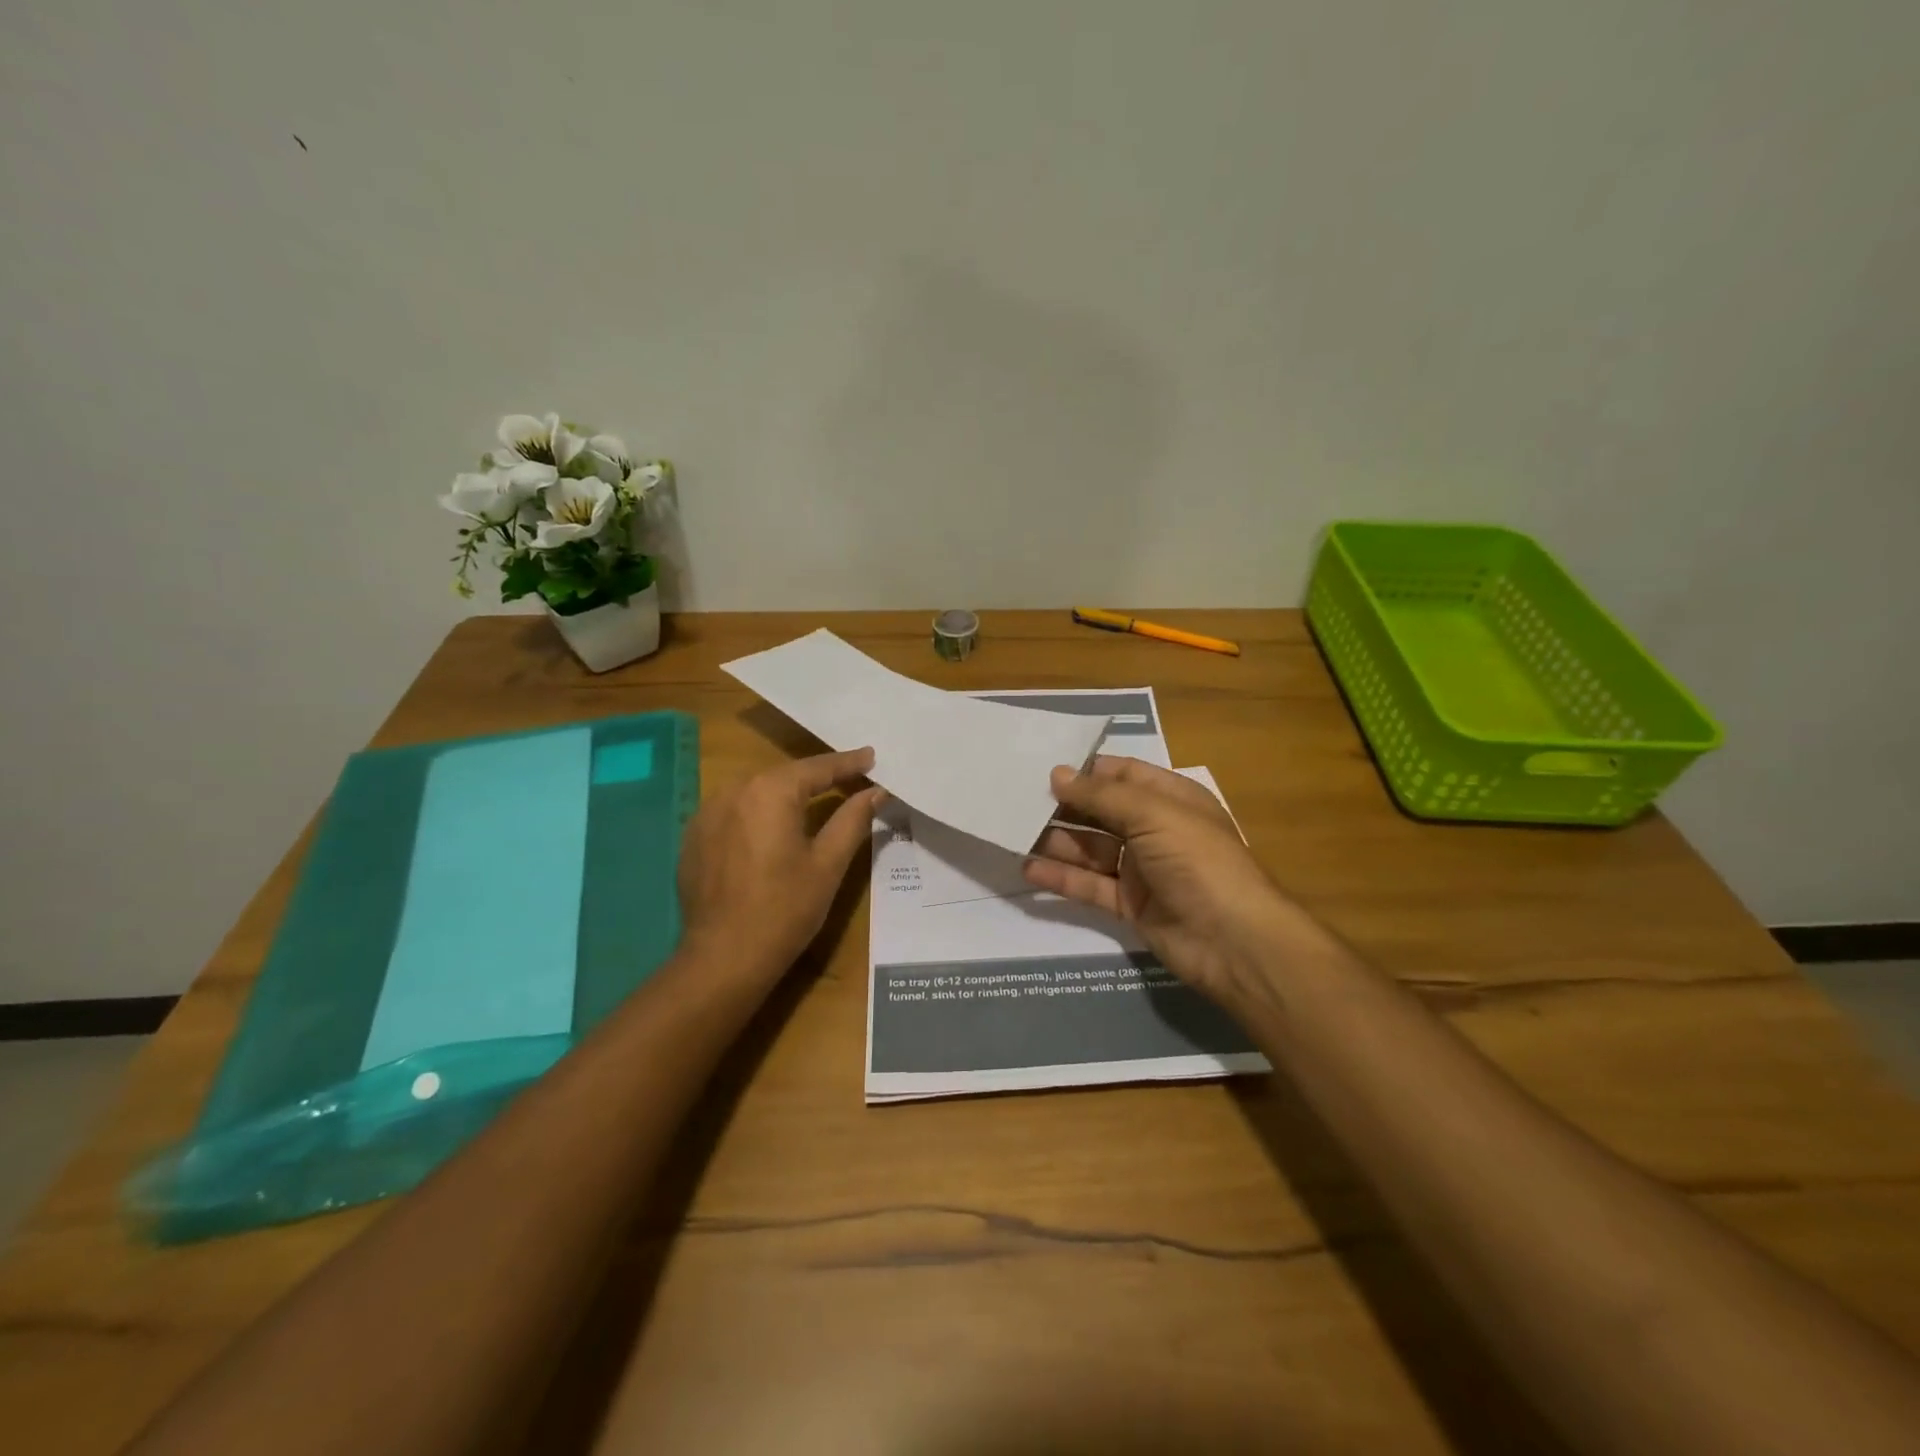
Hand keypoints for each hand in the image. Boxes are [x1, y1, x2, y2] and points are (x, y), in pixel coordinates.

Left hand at [677, 748, 885, 985]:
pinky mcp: (694, 837)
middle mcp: (734, 790)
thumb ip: (853, 819)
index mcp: (770, 791)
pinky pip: (734, 812)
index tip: (871, 756)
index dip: (848, 763)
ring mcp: (707, 812)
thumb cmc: (784, 909)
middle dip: (817, 777)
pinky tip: (772, 830)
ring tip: (814, 800)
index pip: (818, 768)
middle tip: (849, 779)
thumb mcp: (828, 864)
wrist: (723, 958)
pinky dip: (758, 813)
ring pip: (757, 791)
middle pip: (785, 775)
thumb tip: (876, 792)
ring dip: (786, 794)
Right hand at [1022, 756, 1303, 1001]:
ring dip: (1056, 841)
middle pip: (1101, 812)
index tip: (1042, 768)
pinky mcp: (1130, 905)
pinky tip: (1028, 869)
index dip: (1086, 771)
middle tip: (1017, 800)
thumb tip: (1057, 774)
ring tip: (1014, 832)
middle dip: (1064, 806)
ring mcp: (1142, 870)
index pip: (1122, 775)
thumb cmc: (1198, 861)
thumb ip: (1101, 795)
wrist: (1234, 942)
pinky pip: (1090, 886)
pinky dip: (1061, 878)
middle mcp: (1155, 830)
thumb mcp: (1152, 814)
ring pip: (1091, 849)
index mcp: (1170, 799)